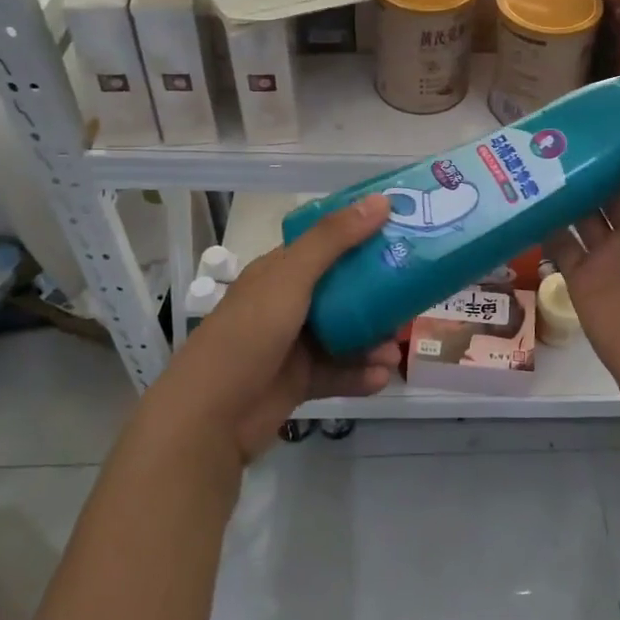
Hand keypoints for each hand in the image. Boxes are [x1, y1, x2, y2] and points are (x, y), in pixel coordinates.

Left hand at [154, 196, 399, 465]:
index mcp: (279, 272)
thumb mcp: (291, 278)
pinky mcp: (298, 382)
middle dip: (378, 296)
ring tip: (397, 350)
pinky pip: (338, 372)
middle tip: (411, 300)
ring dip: (373, 341)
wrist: (208, 418)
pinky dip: (361, 374)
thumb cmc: (248, 334)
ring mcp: (292, 345)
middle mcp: (287, 304)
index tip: (401, 235)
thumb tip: (381, 200)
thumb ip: (334, 240)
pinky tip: (383, 377)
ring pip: (345, 335)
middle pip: (342, 292)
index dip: (361, 237)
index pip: (326, 245)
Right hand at [544, 141, 619, 407]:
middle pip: (610, 186)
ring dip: (565, 187)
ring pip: (581, 209)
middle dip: (591, 162)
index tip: (605, 117)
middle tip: (561, 131)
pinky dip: (544, 221)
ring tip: (538, 155)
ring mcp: (605, 252)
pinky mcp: (579, 275)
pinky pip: (558, 242)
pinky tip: (525, 197)